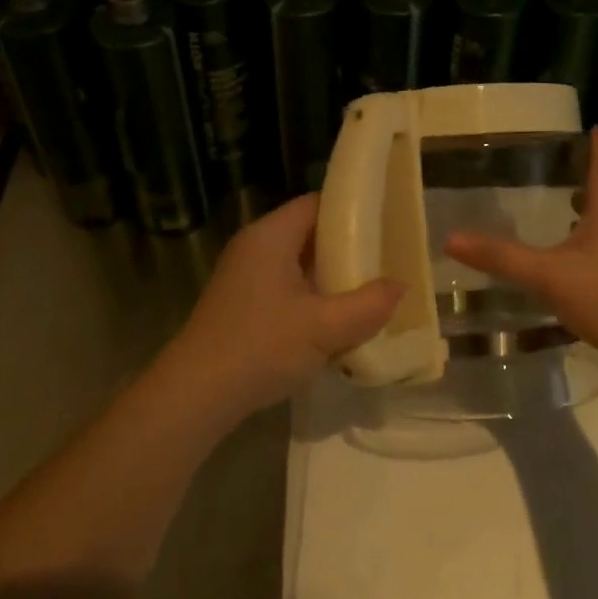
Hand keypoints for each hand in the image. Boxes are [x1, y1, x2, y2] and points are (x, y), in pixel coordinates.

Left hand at [165, 194, 401, 417]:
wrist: (197, 395)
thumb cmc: (261, 346)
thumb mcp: (325, 327)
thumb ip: (368, 305)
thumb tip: (401, 286)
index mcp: (271, 235)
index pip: (317, 203)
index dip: (352, 210)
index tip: (386, 223)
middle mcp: (255, 246)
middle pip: (309, 233)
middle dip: (347, 247)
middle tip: (385, 260)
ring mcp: (245, 276)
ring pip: (298, 264)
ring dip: (330, 276)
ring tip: (368, 289)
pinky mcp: (241, 304)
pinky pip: (286, 287)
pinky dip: (311, 296)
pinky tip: (334, 320)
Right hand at [444, 127, 597, 369]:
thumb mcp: (549, 275)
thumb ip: (501, 258)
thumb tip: (450, 238)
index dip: (597, 147)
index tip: (593, 127)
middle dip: (588, 185)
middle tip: (562, 174)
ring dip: (590, 221)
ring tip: (565, 218)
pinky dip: (593, 253)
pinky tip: (575, 271)